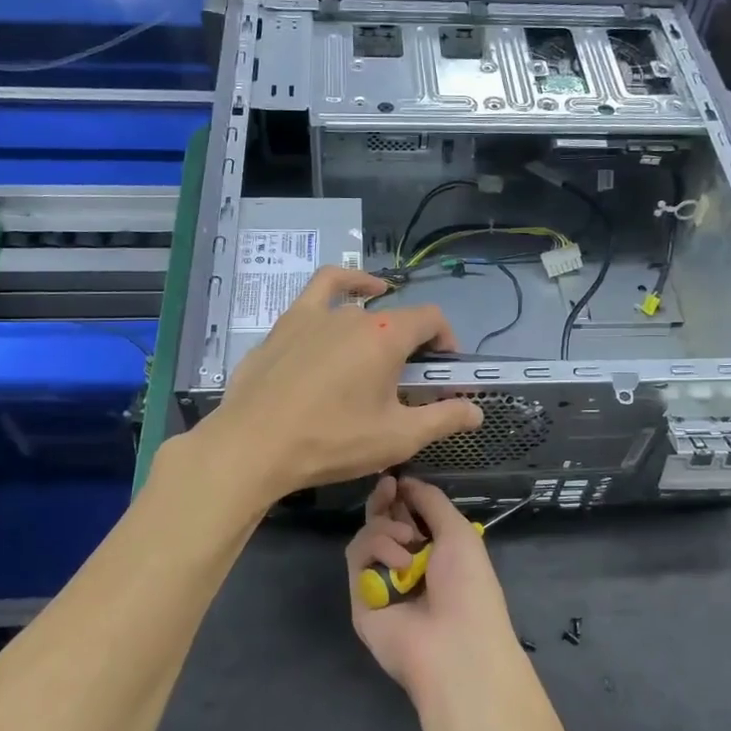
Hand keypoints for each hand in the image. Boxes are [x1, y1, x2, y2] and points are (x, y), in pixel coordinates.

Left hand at [205, 267, 483, 498]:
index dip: (446, 341)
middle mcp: (354, 315)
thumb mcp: (397, 438)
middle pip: (397, 320)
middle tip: (406, 386)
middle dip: (412, 347)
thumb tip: (476, 410)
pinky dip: (345, 284)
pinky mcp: (286, 324)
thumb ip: (443, 419)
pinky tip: (353, 294)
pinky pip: (321, 289)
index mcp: (386, 337)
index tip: (444, 370)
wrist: (254, 446)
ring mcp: (315, 314)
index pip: (431, 320)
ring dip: (378, 330)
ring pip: (360, 311)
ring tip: (378, 357)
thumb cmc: (331, 441)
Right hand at [349, 476, 518, 701]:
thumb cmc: (468, 585)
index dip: (402, 496)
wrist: (454, 643)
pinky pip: (357, 557)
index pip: (409, 516)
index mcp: (435, 552)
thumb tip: (406, 481)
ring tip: (408, 542)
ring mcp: (381, 581)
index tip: (396, 479)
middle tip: (387, 488)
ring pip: (367, 535)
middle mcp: (406, 565)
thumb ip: (431, 501)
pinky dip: (377, 549)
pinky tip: (399, 562)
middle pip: (382, 522)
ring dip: (386, 529)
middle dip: (384, 502)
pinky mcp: (359, 597)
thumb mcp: (458, 532)